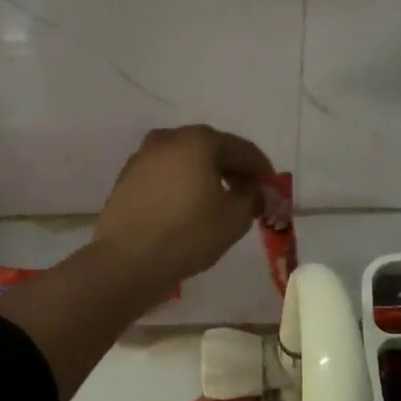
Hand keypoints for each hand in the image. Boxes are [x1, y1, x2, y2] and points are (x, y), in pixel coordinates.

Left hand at [94, 125, 274, 289]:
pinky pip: (165, 175)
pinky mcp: (127, 179)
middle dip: (233, 171)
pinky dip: (182, 185)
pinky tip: (189, 207)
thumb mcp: (234, 218)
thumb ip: (253, 197)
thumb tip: (258, 191)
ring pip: (186, 161)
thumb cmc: (188, 233)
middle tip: (249, 195)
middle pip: (211, 150)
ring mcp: (143, 157)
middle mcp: (168, 139)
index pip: (242, 149)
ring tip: (220, 203)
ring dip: (206, 177)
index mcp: (198, 140)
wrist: (127, 260)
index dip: (262, 170)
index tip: (273, 190)